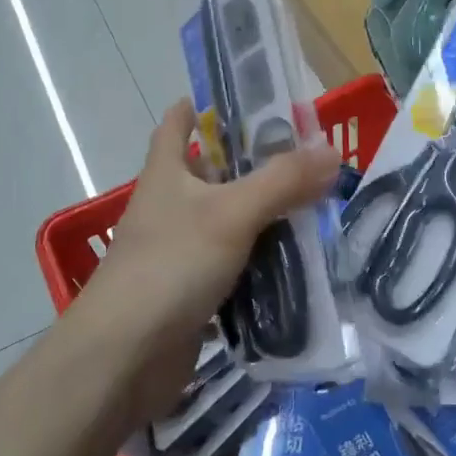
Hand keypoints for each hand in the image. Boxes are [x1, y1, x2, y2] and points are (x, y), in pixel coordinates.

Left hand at [82, 101, 339, 421]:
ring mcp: (179, 251)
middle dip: (256, 166)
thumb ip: (283, 180)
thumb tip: (331, 150)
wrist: (124, 356)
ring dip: (265, 218)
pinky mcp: (191, 292)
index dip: (203, 106)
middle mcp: (170, 206)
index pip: (177, 124)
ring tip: (316, 209)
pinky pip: (234, 267)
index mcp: (167, 173)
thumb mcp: (232, 213)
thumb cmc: (171, 266)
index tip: (245, 99)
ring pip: (229, 223)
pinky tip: (297, 263)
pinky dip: (261, 263)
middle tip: (308, 160)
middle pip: (214, 174)